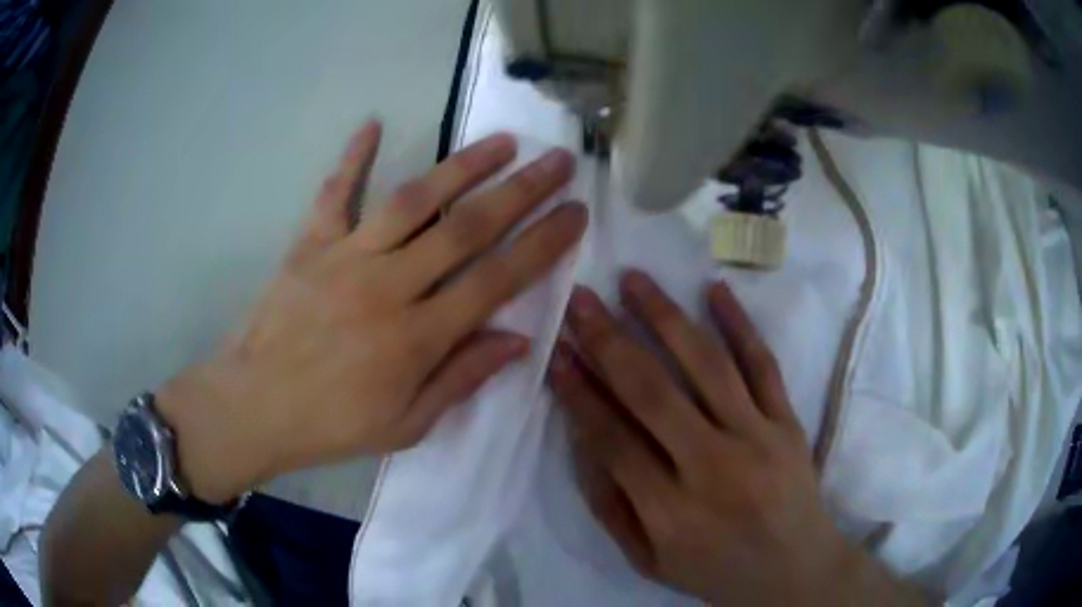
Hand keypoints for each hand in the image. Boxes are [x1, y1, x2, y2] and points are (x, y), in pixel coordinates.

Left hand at [159, 121, 586, 502]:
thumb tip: (518, 340)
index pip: (496, 280)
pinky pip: (334, 194)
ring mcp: (346, 258)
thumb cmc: (332, 425)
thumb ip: (462, 379)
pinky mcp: (309, 245)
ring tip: (501, 141)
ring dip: (461, 167)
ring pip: (413, 201)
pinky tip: (372, 123)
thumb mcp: (406, 425)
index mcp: (417, 339)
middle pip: (466, 229)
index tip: (576, 213)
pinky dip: (351, 158)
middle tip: (558, 160)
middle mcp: (388, 288)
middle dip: (521, 191)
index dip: (543, 244)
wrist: (254, 407)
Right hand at [547, 271, 925, 605]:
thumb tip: (582, 441)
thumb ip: (610, 507)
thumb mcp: (648, 562)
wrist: (795, 570)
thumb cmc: (716, 570)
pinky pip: (763, 364)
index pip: (612, 439)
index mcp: (671, 512)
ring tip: (634, 279)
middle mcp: (713, 467)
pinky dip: (740, 324)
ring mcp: (758, 437)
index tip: (555, 351)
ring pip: (707, 364)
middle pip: (652, 392)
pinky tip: (715, 289)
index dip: (579, 392)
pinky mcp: (788, 422)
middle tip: (580, 299)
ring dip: (666, 316)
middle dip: (608, 340)